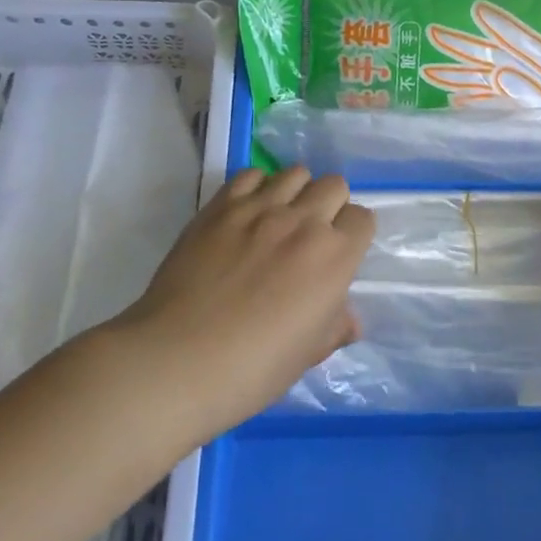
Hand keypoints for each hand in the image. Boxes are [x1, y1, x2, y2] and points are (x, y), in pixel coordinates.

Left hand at [111, 167, 373, 442]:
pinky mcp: (221, 206)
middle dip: (329, 206)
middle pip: (334, 185)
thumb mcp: (308, 354)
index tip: (338, 253)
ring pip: (296, 173)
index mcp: (335, 257)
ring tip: (278, 219)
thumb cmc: (254, 368)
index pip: (362, 218)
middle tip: (310, 235)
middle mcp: (304, 221)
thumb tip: (349, 320)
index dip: (352, 234)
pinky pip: (250, 175)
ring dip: (295, 192)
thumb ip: (335, 327)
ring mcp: (260, 208)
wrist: (178, 360)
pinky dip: (256, 188)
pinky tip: (246, 214)